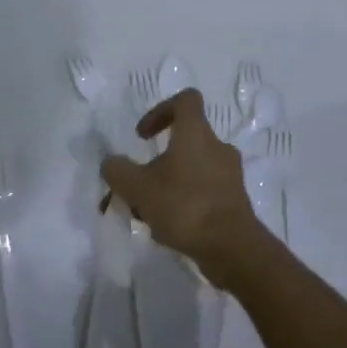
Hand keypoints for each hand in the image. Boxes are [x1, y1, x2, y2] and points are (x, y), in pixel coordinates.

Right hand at [100, 89, 275, 290]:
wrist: (232, 247)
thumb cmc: (184, 206)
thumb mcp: (137, 187)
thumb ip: (118, 171)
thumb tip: (111, 163)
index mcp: (196, 133)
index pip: (185, 100)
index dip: (160, 110)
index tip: (143, 136)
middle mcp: (217, 147)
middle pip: (185, 140)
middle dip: (158, 160)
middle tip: (140, 184)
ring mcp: (230, 174)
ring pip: (193, 169)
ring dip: (169, 184)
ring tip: (149, 212)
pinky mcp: (235, 200)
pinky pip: (204, 191)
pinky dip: (185, 202)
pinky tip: (168, 228)